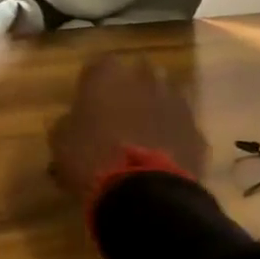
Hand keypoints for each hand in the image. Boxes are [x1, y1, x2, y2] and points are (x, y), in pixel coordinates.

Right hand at [49, 53, 208, 199]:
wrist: (144, 193)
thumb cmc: (92, 158)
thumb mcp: (62, 140)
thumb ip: (70, 122)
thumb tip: (75, 121)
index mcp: (107, 76)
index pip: (100, 65)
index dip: (94, 84)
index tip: (88, 102)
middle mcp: (146, 80)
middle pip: (140, 75)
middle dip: (131, 90)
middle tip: (117, 115)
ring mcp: (178, 105)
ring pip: (165, 99)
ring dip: (155, 111)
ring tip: (142, 137)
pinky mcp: (198, 134)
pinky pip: (182, 130)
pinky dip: (173, 138)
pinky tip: (162, 158)